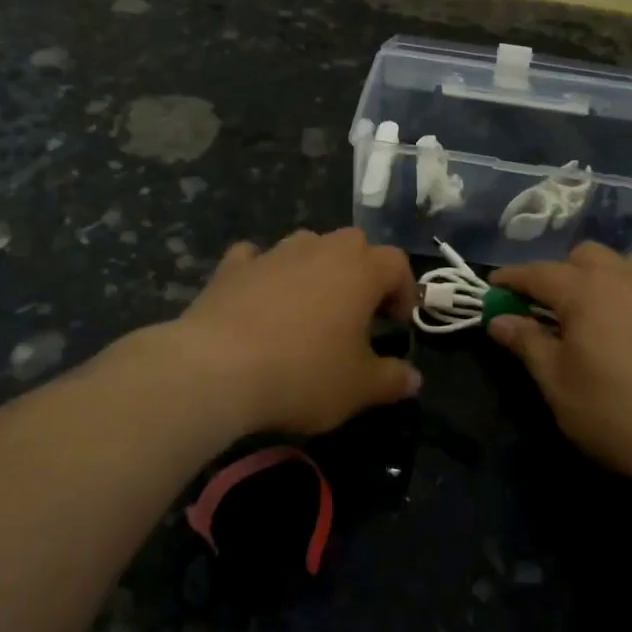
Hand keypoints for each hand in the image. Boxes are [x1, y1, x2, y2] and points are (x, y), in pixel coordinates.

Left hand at [175, 228, 420, 435]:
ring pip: (306, 244)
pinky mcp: (232, 268)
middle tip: (359, 312)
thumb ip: (392, 379)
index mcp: (359, 270)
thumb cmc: (303, 374)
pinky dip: (264, 271)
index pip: (396, 262)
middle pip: (354, 243)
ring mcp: (273, 254)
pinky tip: (259, 296)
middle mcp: (320, 249)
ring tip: (311, 306)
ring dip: (316, 267)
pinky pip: (256, 258)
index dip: (404, 290)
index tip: (397, 324)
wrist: (217, 370)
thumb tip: (414, 379)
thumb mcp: (359, 388)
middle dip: (362, 271)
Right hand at [489, 243, 631, 490]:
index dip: (511, 279)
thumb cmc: (614, 413)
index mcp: (584, 291)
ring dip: (603, 276)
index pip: (537, 273)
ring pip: (624, 263)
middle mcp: (623, 278)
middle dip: (559, 273)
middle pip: (583, 256)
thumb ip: (526, 343)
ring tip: (596, 308)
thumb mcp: (557, 383)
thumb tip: (499, 319)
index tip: (493, 288)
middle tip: (547, 307)